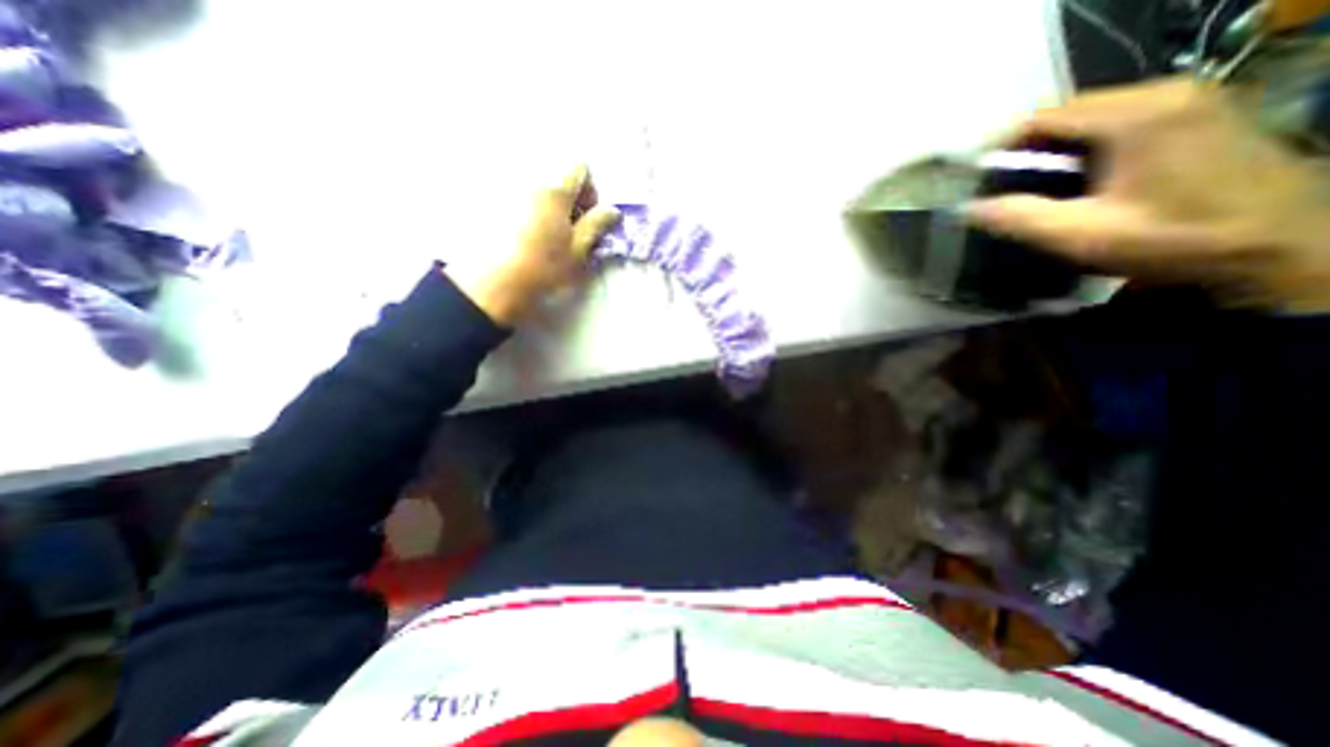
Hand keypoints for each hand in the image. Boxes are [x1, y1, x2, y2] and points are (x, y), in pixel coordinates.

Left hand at [439, 163, 616, 323]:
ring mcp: (503, 186)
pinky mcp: (484, 198)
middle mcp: (527, 178)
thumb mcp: (577, 251)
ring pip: (532, 184)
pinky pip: (510, 193)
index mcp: (555, 190)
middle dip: (566, 195)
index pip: (580, 168)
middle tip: (566, 226)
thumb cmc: (542, 268)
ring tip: (541, 232)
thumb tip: (612, 210)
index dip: (589, 190)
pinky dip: (521, 206)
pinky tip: (518, 233)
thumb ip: (596, 226)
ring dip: (544, 201)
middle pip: (554, 173)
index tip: (587, 216)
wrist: (492, 283)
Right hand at [967, 75, 1329, 310]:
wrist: (1282, 242)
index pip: (1046, 114)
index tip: (972, 175)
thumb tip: (968, 209)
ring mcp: (1185, 99)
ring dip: (1051, 147)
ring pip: (1090, 116)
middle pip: (1068, 112)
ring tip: (1025, 184)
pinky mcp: (1195, 113)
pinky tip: (1071, 177)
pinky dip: (1081, 146)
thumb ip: (1019, 218)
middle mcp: (1163, 93)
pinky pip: (1116, 121)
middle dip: (1024, 147)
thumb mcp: (1082, 235)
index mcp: (1136, 116)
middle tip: (995, 184)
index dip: (1000, 143)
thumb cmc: (1174, 238)